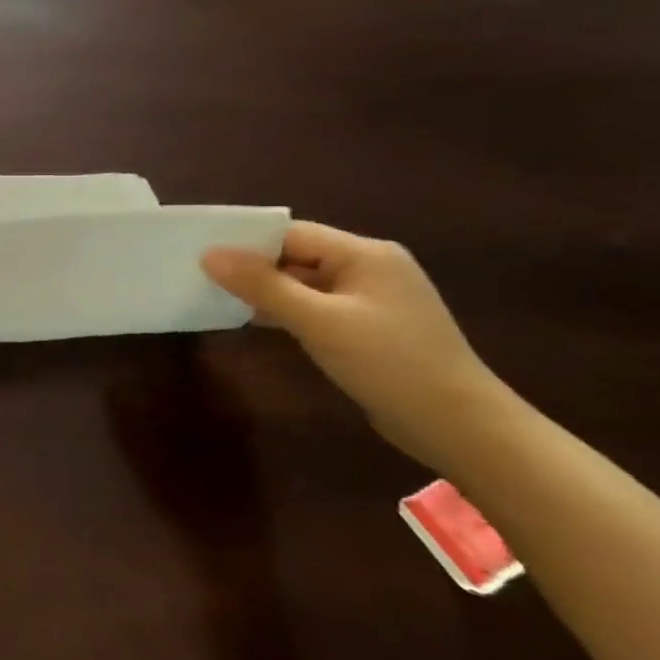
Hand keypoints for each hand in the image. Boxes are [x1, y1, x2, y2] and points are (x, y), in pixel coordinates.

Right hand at [202, 222, 505, 458]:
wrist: (458, 425)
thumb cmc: (388, 363)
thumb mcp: (318, 321)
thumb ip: (262, 285)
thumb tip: (208, 255)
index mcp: (365, 254)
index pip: (292, 234)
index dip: (246, 242)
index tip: (201, 257)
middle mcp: (371, 268)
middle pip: (297, 255)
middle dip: (253, 267)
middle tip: (202, 279)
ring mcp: (372, 299)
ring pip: (304, 283)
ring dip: (267, 292)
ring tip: (219, 300)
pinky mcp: (369, 327)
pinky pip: (316, 307)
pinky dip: (286, 311)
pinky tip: (257, 323)